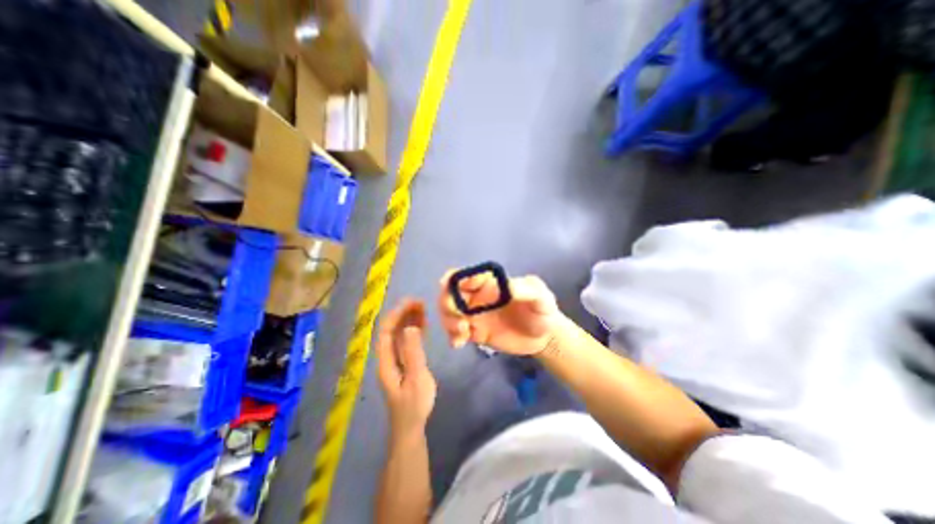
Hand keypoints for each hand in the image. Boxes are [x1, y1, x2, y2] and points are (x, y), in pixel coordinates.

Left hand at [375, 299, 437, 437]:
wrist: (411, 426)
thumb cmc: (414, 405)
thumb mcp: (416, 379)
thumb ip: (413, 353)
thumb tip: (410, 327)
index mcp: (386, 360)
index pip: (387, 331)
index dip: (397, 314)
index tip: (412, 303)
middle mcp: (388, 357)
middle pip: (392, 330)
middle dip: (403, 314)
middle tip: (420, 302)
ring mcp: (396, 360)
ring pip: (400, 335)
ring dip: (409, 320)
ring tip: (423, 308)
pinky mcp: (405, 363)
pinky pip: (407, 342)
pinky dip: (414, 331)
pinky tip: (423, 324)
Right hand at [439, 270, 561, 355]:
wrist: (544, 338)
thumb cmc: (542, 311)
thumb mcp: (541, 297)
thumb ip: (526, 290)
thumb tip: (505, 287)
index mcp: (490, 282)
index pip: (466, 276)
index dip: (455, 282)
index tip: (461, 298)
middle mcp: (478, 296)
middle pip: (450, 293)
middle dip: (447, 304)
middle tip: (459, 319)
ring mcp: (475, 315)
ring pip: (449, 312)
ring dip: (448, 321)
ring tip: (462, 333)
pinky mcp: (475, 332)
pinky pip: (456, 332)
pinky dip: (452, 336)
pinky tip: (459, 343)